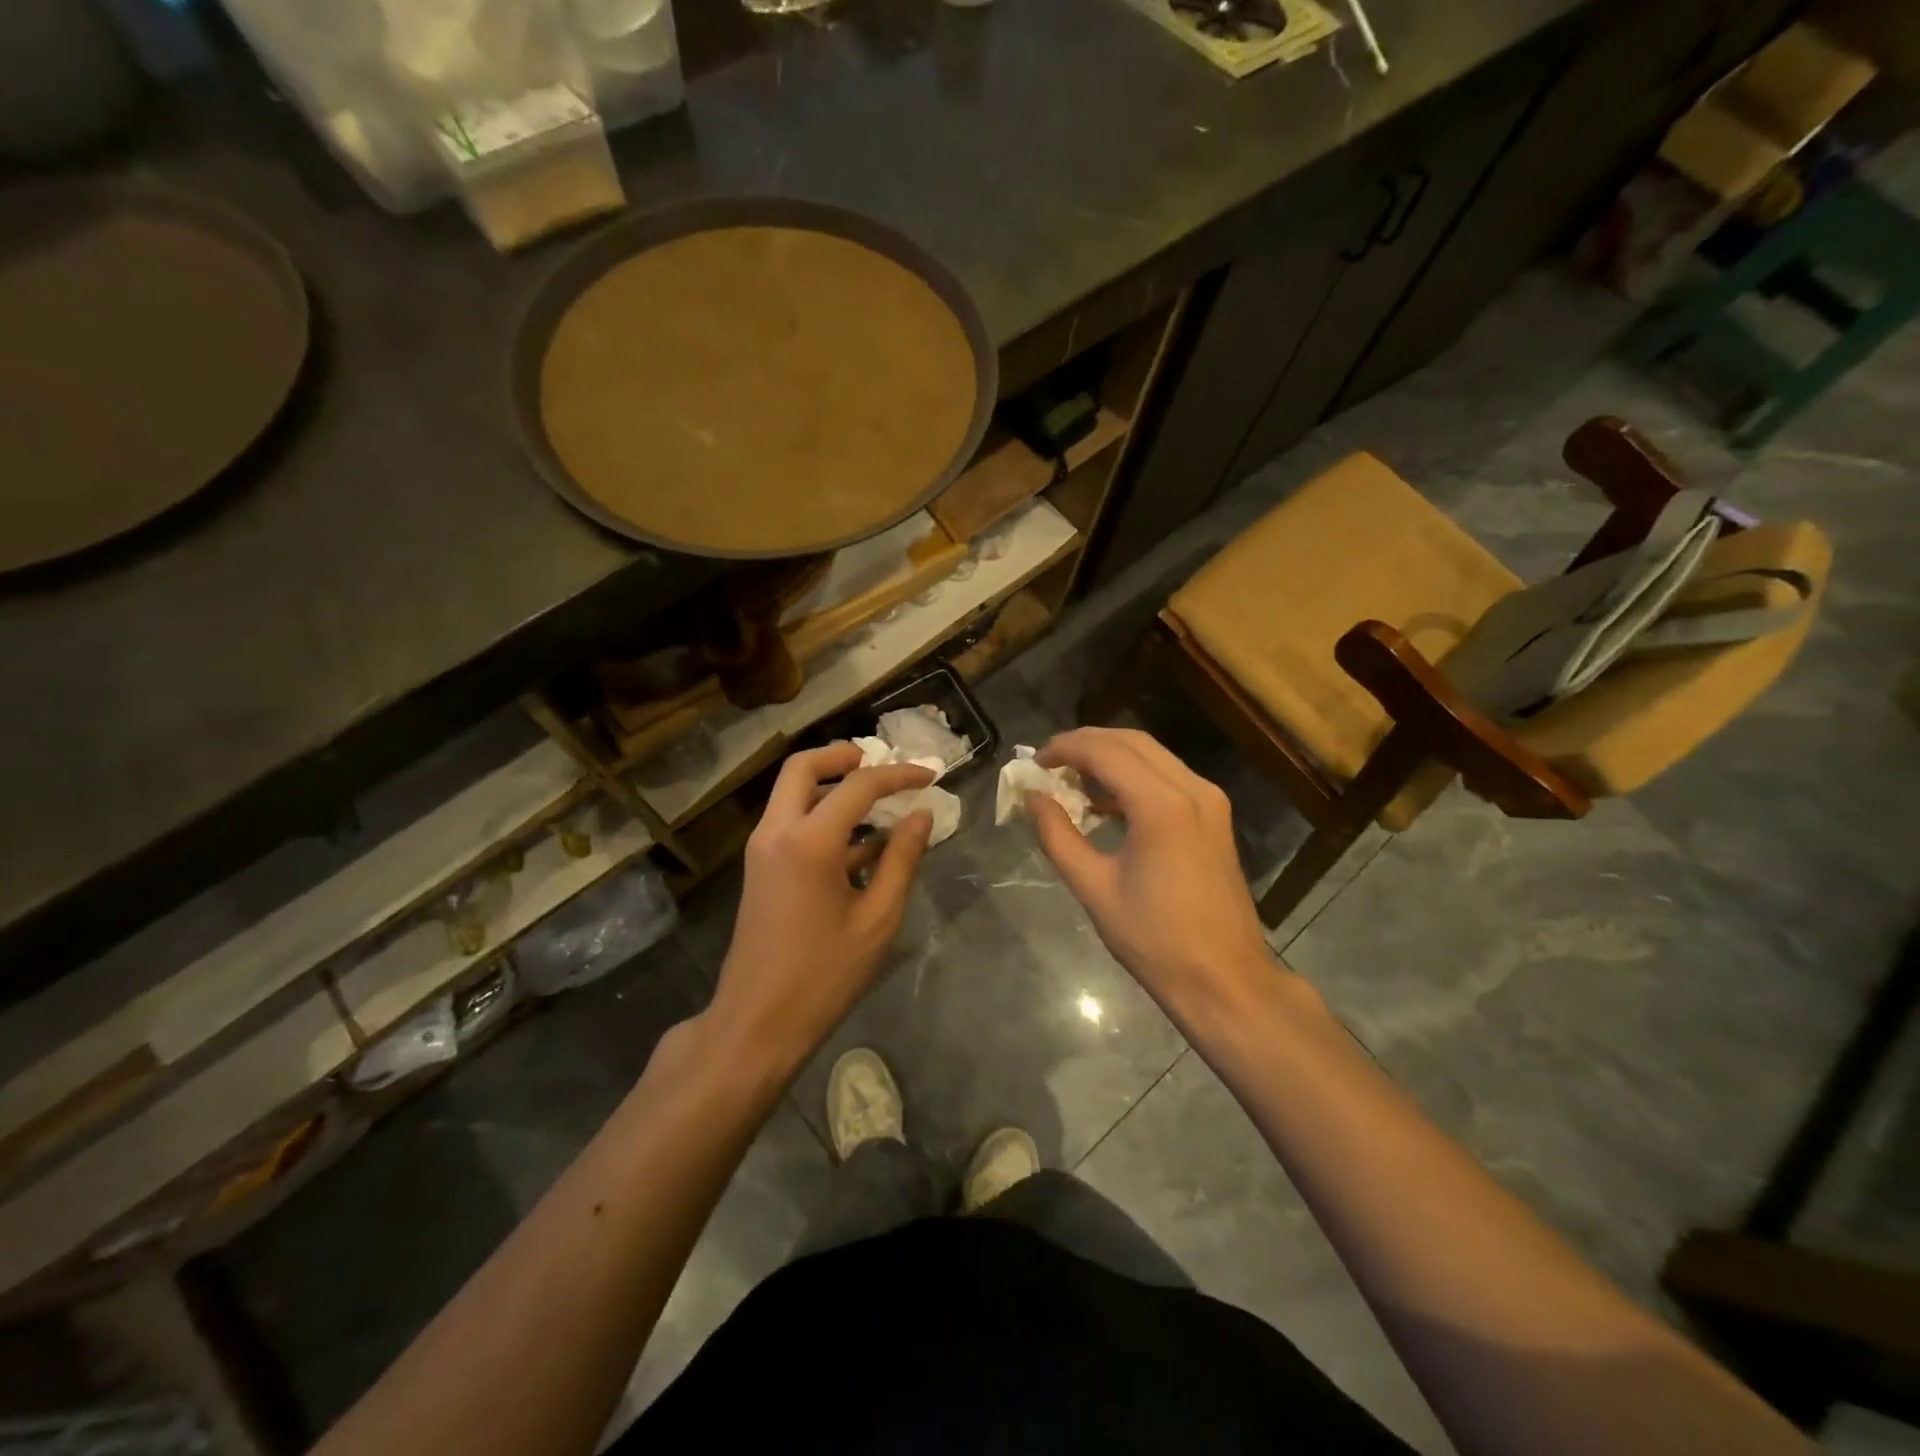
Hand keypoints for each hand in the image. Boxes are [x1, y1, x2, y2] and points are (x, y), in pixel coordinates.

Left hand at [710, 743, 934, 1076]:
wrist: (757, 1022)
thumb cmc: (824, 974)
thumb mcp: (877, 918)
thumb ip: (902, 859)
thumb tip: (922, 815)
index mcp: (809, 841)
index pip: (858, 785)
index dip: (898, 775)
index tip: (930, 775)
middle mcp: (777, 832)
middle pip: (803, 767)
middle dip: (843, 756)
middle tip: (881, 764)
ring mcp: (762, 850)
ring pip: (792, 793)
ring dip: (832, 786)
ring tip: (880, 802)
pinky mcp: (760, 869)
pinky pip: (791, 822)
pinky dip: (823, 816)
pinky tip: (863, 845)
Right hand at [1028, 728, 1279, 1027]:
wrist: (1225, 979)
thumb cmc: (1155, 940)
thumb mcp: (1094, 888)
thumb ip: (1058, 835)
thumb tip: (1032, 799)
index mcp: (1162, 806)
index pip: (1105, 752)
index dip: (1064, 749)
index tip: (1034, 763)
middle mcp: (1192, 789)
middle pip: (1131, 742)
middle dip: (1086, 744)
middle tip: (1049, 764)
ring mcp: (1209, 800)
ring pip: (1152, 755)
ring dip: (1110, 757)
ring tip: (1071, 780)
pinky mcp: (1215, 815)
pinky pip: (1168, 777)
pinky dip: (1134, 777)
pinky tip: (1106, 802)